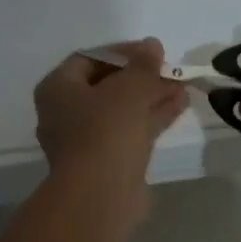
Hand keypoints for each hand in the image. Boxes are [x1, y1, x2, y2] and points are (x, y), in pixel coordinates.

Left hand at [34, 39, 187, 203]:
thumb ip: (142, 64)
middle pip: (107, 85)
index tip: (151, 51)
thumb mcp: (129, 88)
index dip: (122, 51)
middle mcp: (65, 113)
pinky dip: (151, 117)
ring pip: (121, 110)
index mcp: (58, 89)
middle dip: (141, 77)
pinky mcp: (106, 161)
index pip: (89, 58)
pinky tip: (179, 105)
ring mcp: (86, 140)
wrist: (101, 195)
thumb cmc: (106, 131)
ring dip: (151, 97)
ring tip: (182, 86)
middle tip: (169, 70)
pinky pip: (129, 131)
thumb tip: (151, 45)